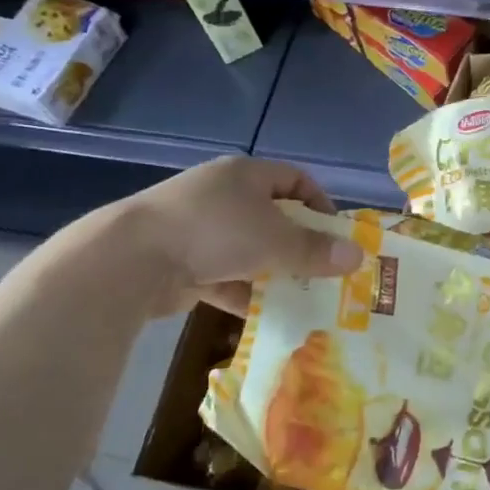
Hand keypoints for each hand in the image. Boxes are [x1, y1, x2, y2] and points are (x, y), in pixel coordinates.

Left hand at [108, 156, 365, 317]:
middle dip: (298, 246)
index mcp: (245, 175)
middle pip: (273, 217)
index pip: (295, 180)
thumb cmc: (214, 232)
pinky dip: (242, 292)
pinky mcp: (180, 261)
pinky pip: (223, 274)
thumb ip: (316, 251)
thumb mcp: (275, 240)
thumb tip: (358, 257)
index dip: (320, 205)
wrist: (130, 259)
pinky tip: (262, 315)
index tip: (337, 236)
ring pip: (248, 249)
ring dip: (272, 272)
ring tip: (299, 297)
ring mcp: (198, 228)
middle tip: (322, 271)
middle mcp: (222, 195)